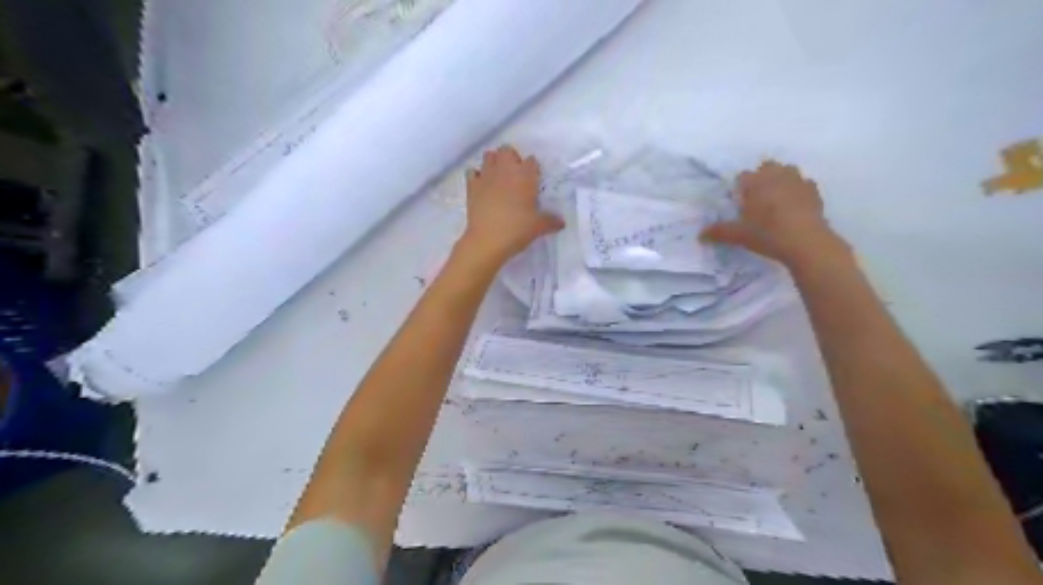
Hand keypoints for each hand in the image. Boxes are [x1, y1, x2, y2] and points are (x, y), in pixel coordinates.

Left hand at [459, 147, 566, 265]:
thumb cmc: (517, 229)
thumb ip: (551, 221)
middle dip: (512, 158)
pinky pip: (472, 171)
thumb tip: (561, 222)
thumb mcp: (539, 227)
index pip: (532, 161)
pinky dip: (477, 175)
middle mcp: (505, 170)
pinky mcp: (471, 185)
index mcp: (525, 176)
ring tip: (498, 178)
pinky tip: (482, 185)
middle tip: (516, 177)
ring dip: (494, 162)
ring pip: (489, 156)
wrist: (487, 240)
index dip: (533, 169)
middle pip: (507, 150)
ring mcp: (486, 175)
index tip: (534, 181)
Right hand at [701, 163, 837, 266]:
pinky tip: (795, 203)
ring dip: (781, 178)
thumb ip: (719, 232)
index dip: (740, 186)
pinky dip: (798, 189)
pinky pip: (805, 183)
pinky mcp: (814, 191)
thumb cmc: (767, 233)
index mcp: (755, 183)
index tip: (739, 200)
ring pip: (788, 170)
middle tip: (757, 197)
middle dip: (762, 177)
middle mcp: (776, 176)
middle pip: (767, 166)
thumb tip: (700, 235)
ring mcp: (797, 181)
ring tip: (776, 197)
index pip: (743, 176)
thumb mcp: (738, 235)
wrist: (805, 241)